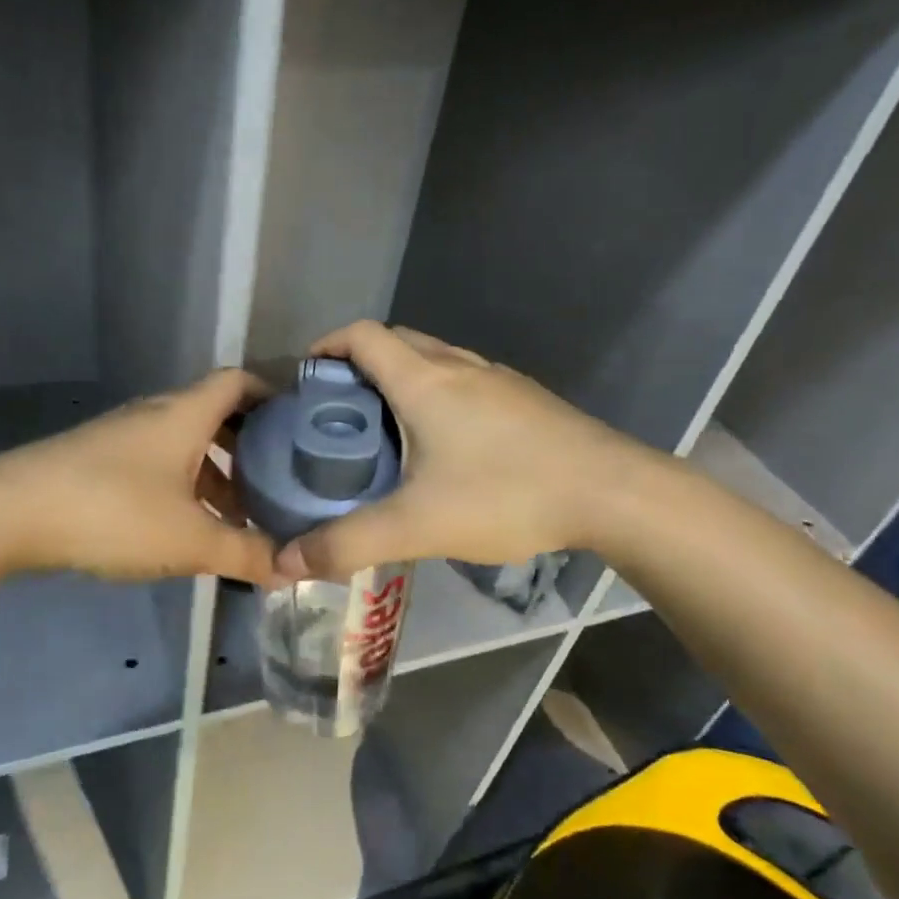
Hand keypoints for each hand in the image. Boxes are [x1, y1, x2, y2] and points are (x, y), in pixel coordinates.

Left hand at [0, 368, 276, 585]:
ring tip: (234, 513)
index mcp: (185, 414)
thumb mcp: (189, 540)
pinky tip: (182, 524)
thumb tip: (291, 569)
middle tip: (275, 478)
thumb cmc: (114, 512)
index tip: (298, 424)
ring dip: (212, 470)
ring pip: (182, 441)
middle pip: (213, 413)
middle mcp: (156, 413)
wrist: (10, 512)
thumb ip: (244, 554)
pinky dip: (180, 482)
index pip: (238, 381)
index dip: (271, 394)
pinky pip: (155, 460)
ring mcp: (122, 434)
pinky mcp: (96, 458)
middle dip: (247, 445)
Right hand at [274, 322, 646, 581]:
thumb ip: (348, 544)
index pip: (362, 335)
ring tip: (386, 427)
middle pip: (396, 341)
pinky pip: (466, 379)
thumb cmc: (507, 494)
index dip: (327, 345)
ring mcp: (498, 378)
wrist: (613, 492)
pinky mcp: (525, 399)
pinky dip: (439, 393)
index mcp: (423, 379)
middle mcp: (458, 365)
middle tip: (340, 409)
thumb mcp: (417, 525)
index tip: (306, 377)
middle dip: (360, 363)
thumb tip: (285, 563)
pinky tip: (446, 445)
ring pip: (435, 359)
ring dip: (402, 377)